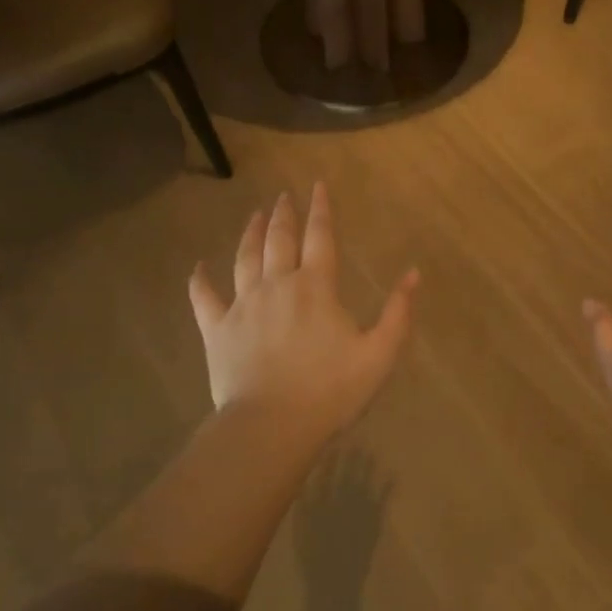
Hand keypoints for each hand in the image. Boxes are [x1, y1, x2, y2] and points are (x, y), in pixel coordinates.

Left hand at [189, 184, 418, 449]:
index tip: (317, 185)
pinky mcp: (217, 329)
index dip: (321, 209)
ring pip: (245, 258)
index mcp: (316, 287)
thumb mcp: (379, 354)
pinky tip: (198, 267)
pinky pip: (204, 297)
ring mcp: (243, 305)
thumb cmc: (330, 390)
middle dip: (284, 215)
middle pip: (279, 240)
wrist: (271, 425)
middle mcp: (277, 285)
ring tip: (254, 215)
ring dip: (250, 233)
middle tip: (283, 196)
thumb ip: (398, 312)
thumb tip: (413, 274)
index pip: (320, 237)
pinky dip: (199, 280)